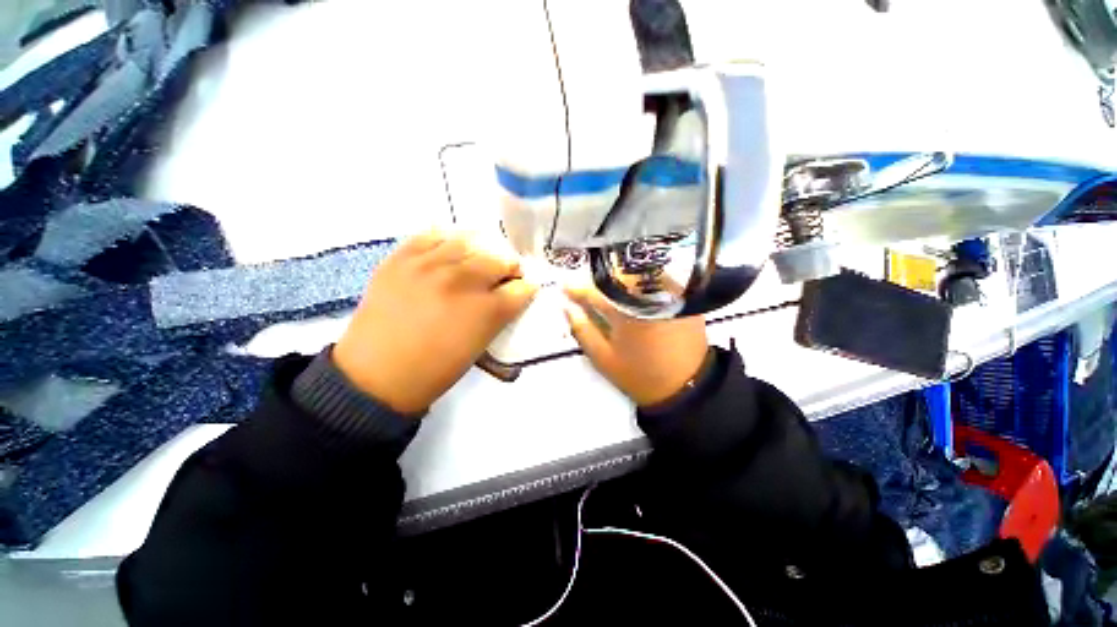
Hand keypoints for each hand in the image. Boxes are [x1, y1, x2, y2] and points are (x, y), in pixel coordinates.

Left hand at [333, 230, 537, 414]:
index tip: (520, 289)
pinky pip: (433, 234)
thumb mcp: (480, 345)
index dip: (524, 287)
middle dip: (508, 268)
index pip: (521, 287)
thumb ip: (500, 314)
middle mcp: (463, 282)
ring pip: (471, 240)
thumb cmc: (436, 369)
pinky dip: (447, 241)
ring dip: (481, 252)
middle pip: (500, 259)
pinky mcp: (402, 258)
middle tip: (501, 277)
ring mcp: (430, 266)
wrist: (377, 375)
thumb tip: (510, 292)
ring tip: (476, 262)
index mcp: (486, 311)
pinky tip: (448, 253)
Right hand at [562, 285, 708, 406]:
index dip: (578, 290)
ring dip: (622, 278)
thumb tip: (568, 308)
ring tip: (613, 291)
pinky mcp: (684, 298)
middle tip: (592, 291)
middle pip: (619, 276)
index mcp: (625, 313)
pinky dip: (644, 282)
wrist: (685, 386)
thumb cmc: (639, 375)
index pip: (595, 293)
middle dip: (602, 281)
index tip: (565, 287)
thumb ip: (583, 330)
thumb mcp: (604, 358)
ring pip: (639, 274)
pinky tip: (637, 293)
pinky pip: (660, 279)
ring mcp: (669, 295)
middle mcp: (647, 297)